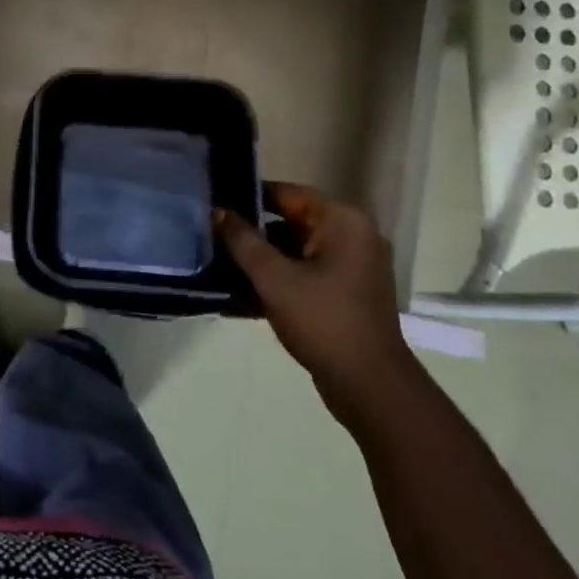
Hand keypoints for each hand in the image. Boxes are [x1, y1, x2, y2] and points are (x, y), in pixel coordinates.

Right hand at [215, 185, 417, 428]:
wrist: (369, 385)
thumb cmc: (323, 321)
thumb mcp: (274, 278)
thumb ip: (242, 241)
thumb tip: (217, 211)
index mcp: (342, 221)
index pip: (286, 193)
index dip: (247, 198)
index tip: (212, 205)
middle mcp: (351, 234)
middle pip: (289, 221)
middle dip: (250, 232)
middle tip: (209, 237)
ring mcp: (351, 265)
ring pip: (294, 249)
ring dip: (260, 258)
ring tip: (217, 264)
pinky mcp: (345, 291)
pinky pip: (303, 272)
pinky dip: (276, 278)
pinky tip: (239, 294)